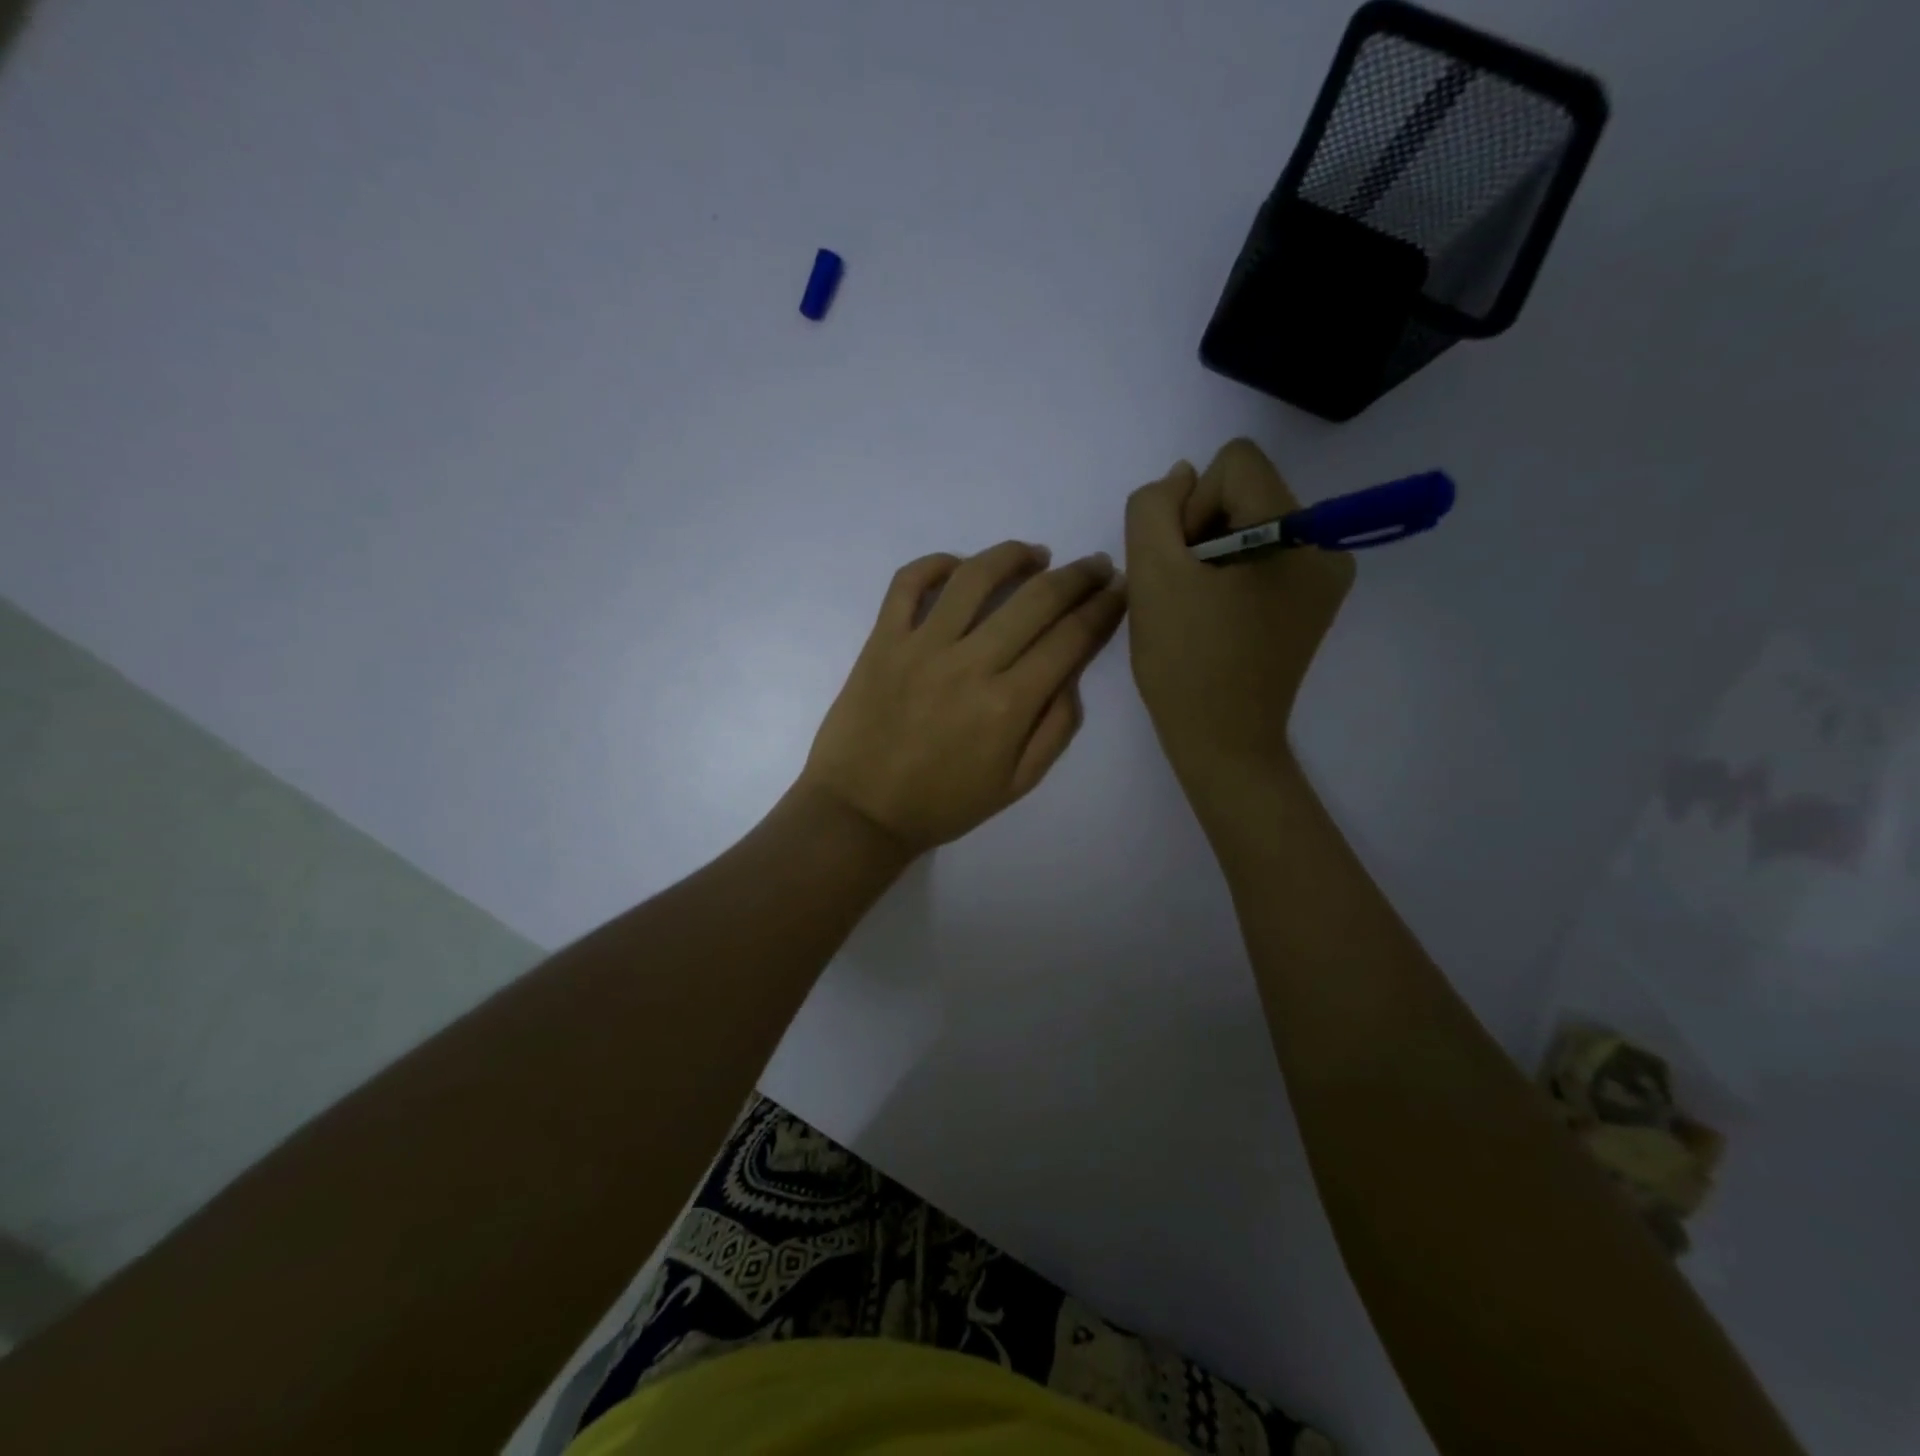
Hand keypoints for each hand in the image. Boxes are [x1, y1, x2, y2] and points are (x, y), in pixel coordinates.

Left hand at [800, 542, 1127, 854]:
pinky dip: (936, 564)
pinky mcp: (882, 640)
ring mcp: (921, 646)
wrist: (861, 811)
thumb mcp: (1017, 784)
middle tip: (1094, 566)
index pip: (1070, 638)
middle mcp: (970, 664)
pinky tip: (959, 567)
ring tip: (1036, 555)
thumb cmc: (943, 804)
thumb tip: (1072, 672)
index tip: (1119, 589)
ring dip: (1014, 556)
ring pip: (975, 577)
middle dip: (1077, 576)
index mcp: (1009, 705)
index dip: (1103, 608)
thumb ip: (1055, 728)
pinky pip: (908, 583)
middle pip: (1036, 599)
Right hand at [1125, 439, 1353, 816]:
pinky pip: (1265, 556)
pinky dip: (1232, 575)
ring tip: (1198, 607)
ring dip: (1213, 554)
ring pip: (1251, 522)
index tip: (1181, 564)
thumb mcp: (1151, 575)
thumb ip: (1154, 508)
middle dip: (1203, 530)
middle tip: (1184, 591)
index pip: (1234, 464)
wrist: (1222, 739)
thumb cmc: (1184, 661)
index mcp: (1296, 533)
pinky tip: (1217, 616)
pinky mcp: (1314, 601)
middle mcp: (1326, 544)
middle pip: (1247, 491)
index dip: (1191, 506)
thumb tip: (1182, 476)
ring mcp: (1326, 575)